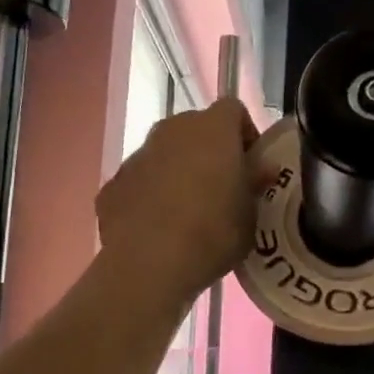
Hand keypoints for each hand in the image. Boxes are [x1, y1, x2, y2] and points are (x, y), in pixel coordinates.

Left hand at [97, 99, 267, 306]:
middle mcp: (172, 130)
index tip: (252, 165)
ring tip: (189, 213)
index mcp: (212, 128)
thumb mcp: (251, 214)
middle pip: (196, 129)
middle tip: (223, 189)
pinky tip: (158, 230)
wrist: (148, 263)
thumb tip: (260, 169)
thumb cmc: (213, 232)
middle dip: (210, 152)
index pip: (233, 110)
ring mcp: (137, 155)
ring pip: (165, 154)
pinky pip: (140, 182)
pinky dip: (150, 196)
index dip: (245, 134)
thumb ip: (254, 184)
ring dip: (178, 172)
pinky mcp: (113, 184)